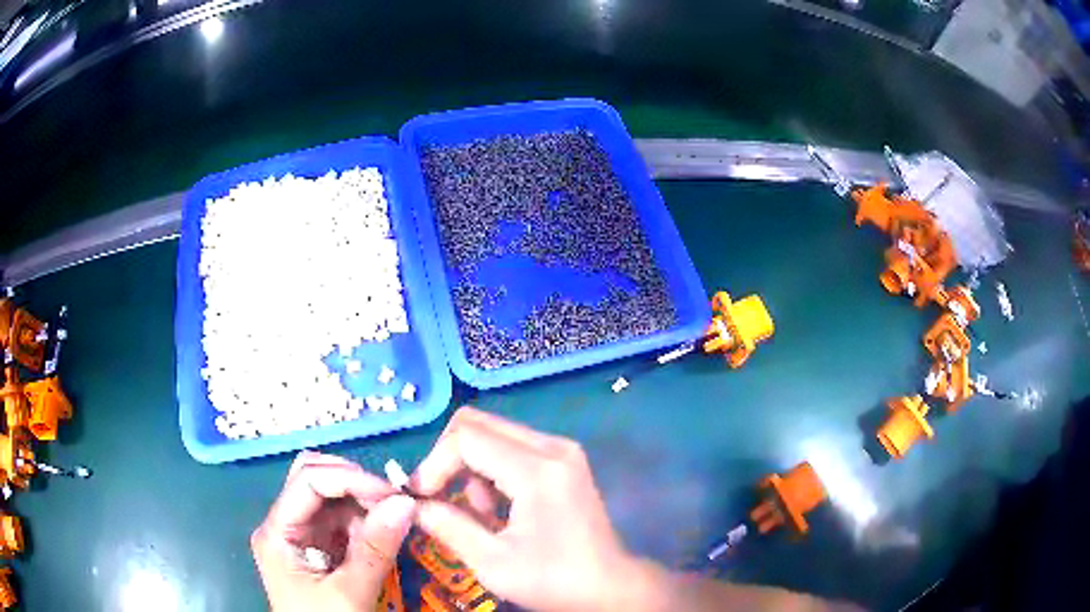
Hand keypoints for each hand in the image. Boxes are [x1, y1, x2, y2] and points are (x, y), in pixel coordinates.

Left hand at [251, 452, 415, 611]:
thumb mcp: (350, 594)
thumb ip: (375, 550)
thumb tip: (406, 502)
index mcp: (277, 532)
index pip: (308, 481)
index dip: (350, 478)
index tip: (393, 493)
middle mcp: (284, 526)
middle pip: (313, 480)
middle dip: (355, 484)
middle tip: (394, 500)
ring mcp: (300, 538)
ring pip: (330, 500)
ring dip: (363, 503)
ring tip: (395, 517)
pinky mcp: (318, 550)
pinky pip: (341, 523)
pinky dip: (365, 522)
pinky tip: (384, 533)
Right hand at [412, 407, 648, 611]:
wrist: (610, 587)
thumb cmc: (553, 579)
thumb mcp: (492, 562)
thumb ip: (447, 526)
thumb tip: (412, 505)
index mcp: (538, 470)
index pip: (466, 438)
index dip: (433, 464)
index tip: (420, 498)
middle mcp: (553, 447)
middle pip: (478, 424)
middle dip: (447, 458)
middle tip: (437, 497)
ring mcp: (562, 450)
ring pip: (493, 433)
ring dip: (471, 467)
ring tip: (478, 514)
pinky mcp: (564, 460)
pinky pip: (512, 447)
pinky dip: (491, 470)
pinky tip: (498, 508)